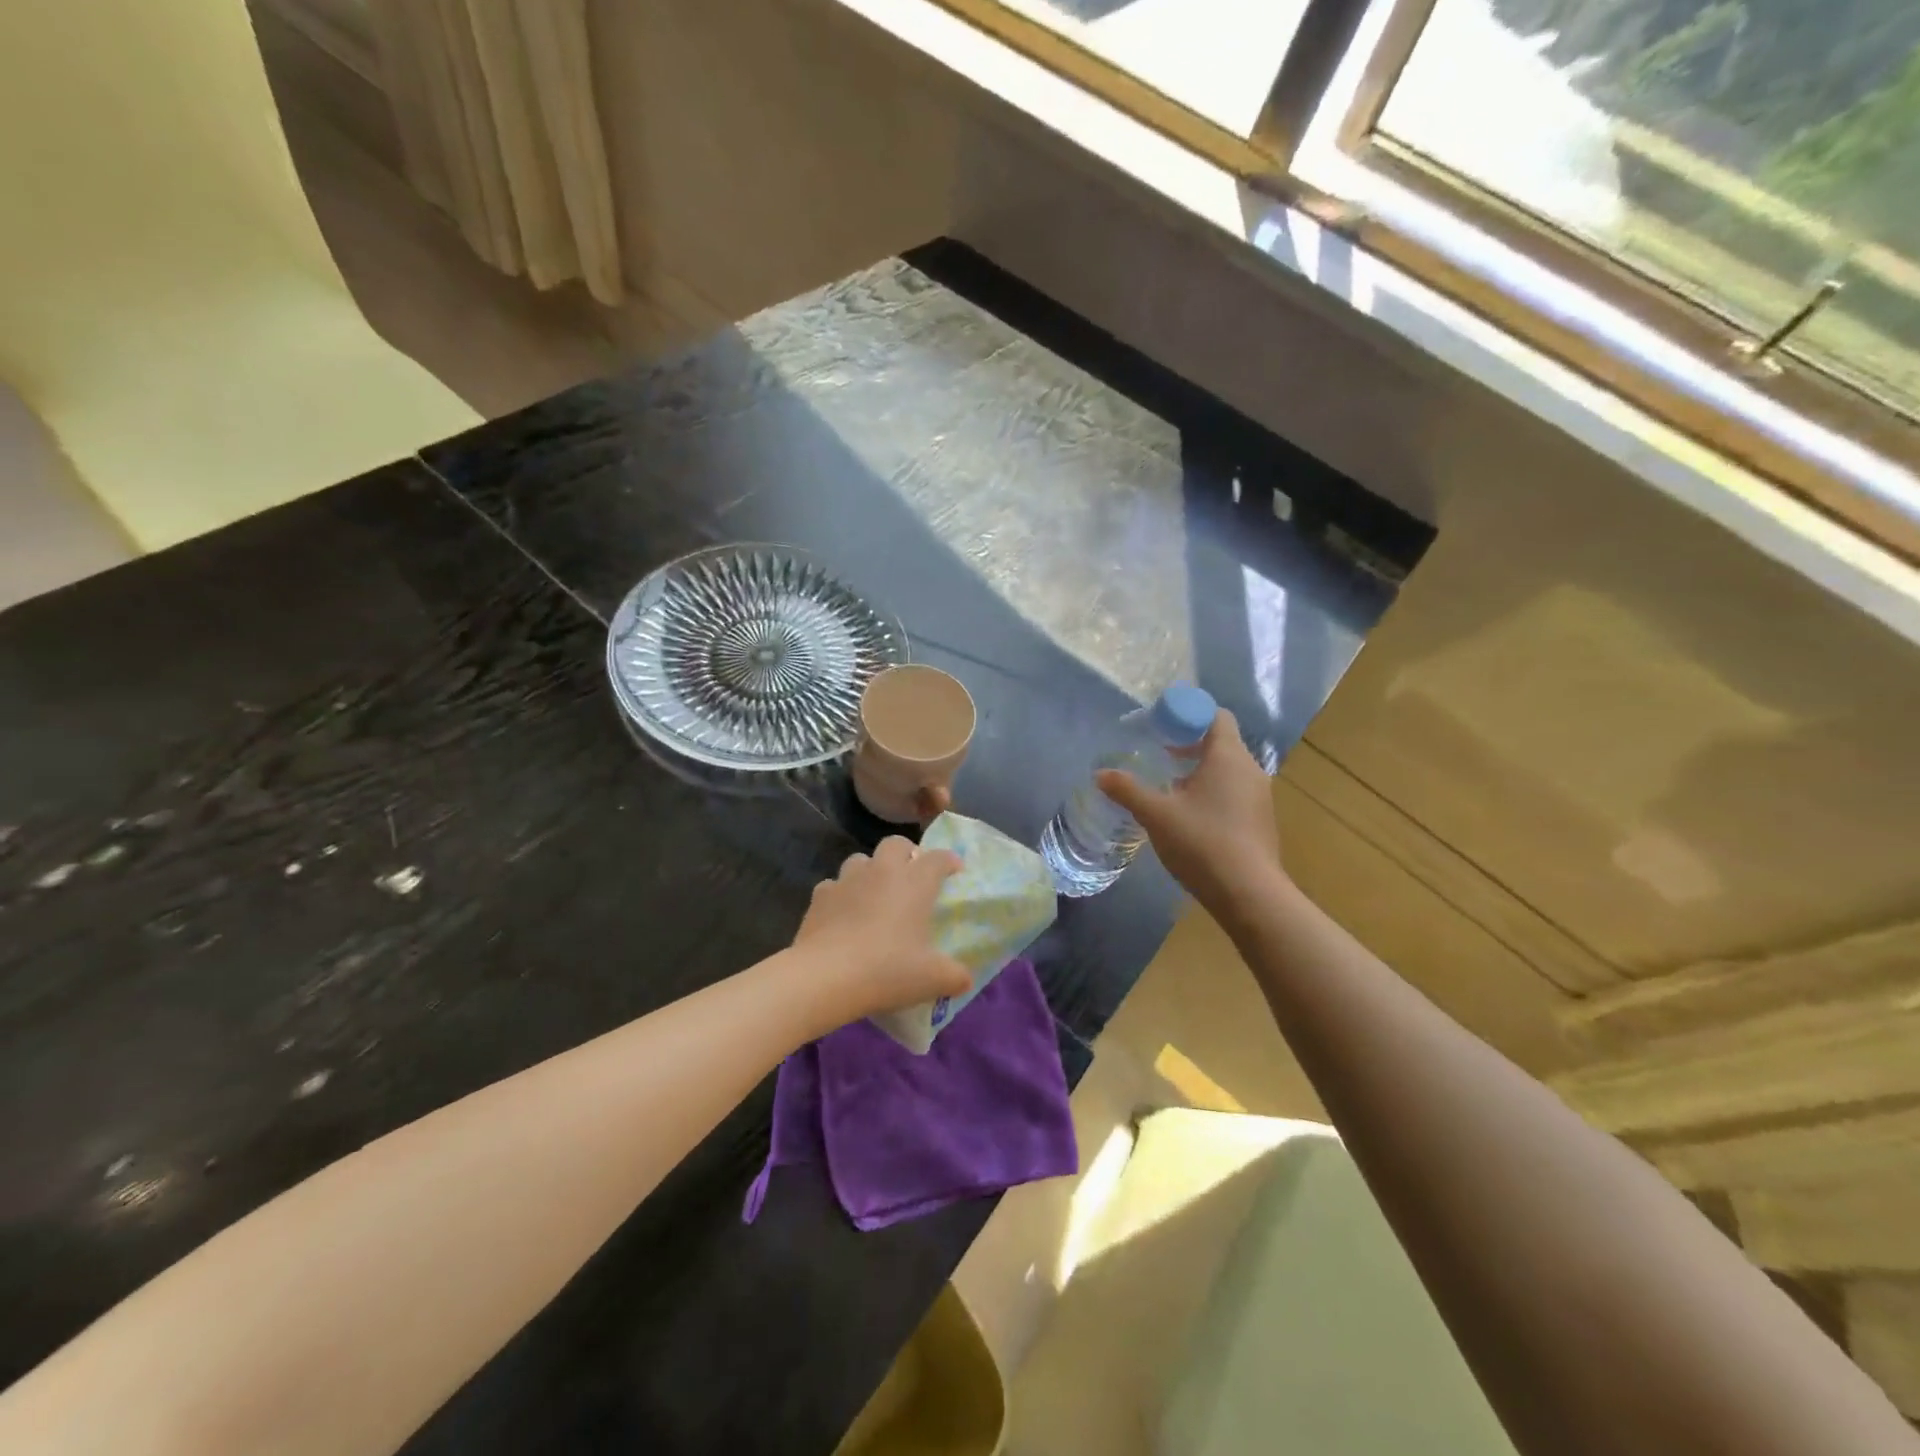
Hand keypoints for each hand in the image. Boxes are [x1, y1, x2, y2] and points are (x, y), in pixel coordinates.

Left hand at [793, 837, 969, 1024]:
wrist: (826, 977)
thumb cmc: (888, 970)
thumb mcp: (933, 979)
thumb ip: (955, 976)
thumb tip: (966, 980)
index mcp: (915, 882)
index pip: (938, 858)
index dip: (949, 861)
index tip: (954, 871)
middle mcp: (882, 871)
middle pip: (896, 843)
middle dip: (906, 853)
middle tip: (911, 876)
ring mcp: (847, 880)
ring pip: (861, 860)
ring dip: (870, 871)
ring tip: (874, 894)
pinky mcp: (820, 896)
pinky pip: (833, 885)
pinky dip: (841, 895)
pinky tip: (842, 915)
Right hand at [1096, 708, 1283, 913]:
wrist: (1248, 894)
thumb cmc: (1202, 842)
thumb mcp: (1156, 814)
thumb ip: (1128, 790)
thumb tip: (1100, 774)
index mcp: (1228, 757)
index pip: (1216, 716)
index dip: (1189, 715)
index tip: (1162, 728)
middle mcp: (1250, 770)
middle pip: (1221, 742)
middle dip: (1189, 745)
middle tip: (1159, 756)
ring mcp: (1260, 797)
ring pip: (1228, 770)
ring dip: (1199, 772)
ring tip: (1169, 789)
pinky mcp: (1260, 821)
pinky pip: (1234, 792)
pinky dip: (1212, 793)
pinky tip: (1190, 817)